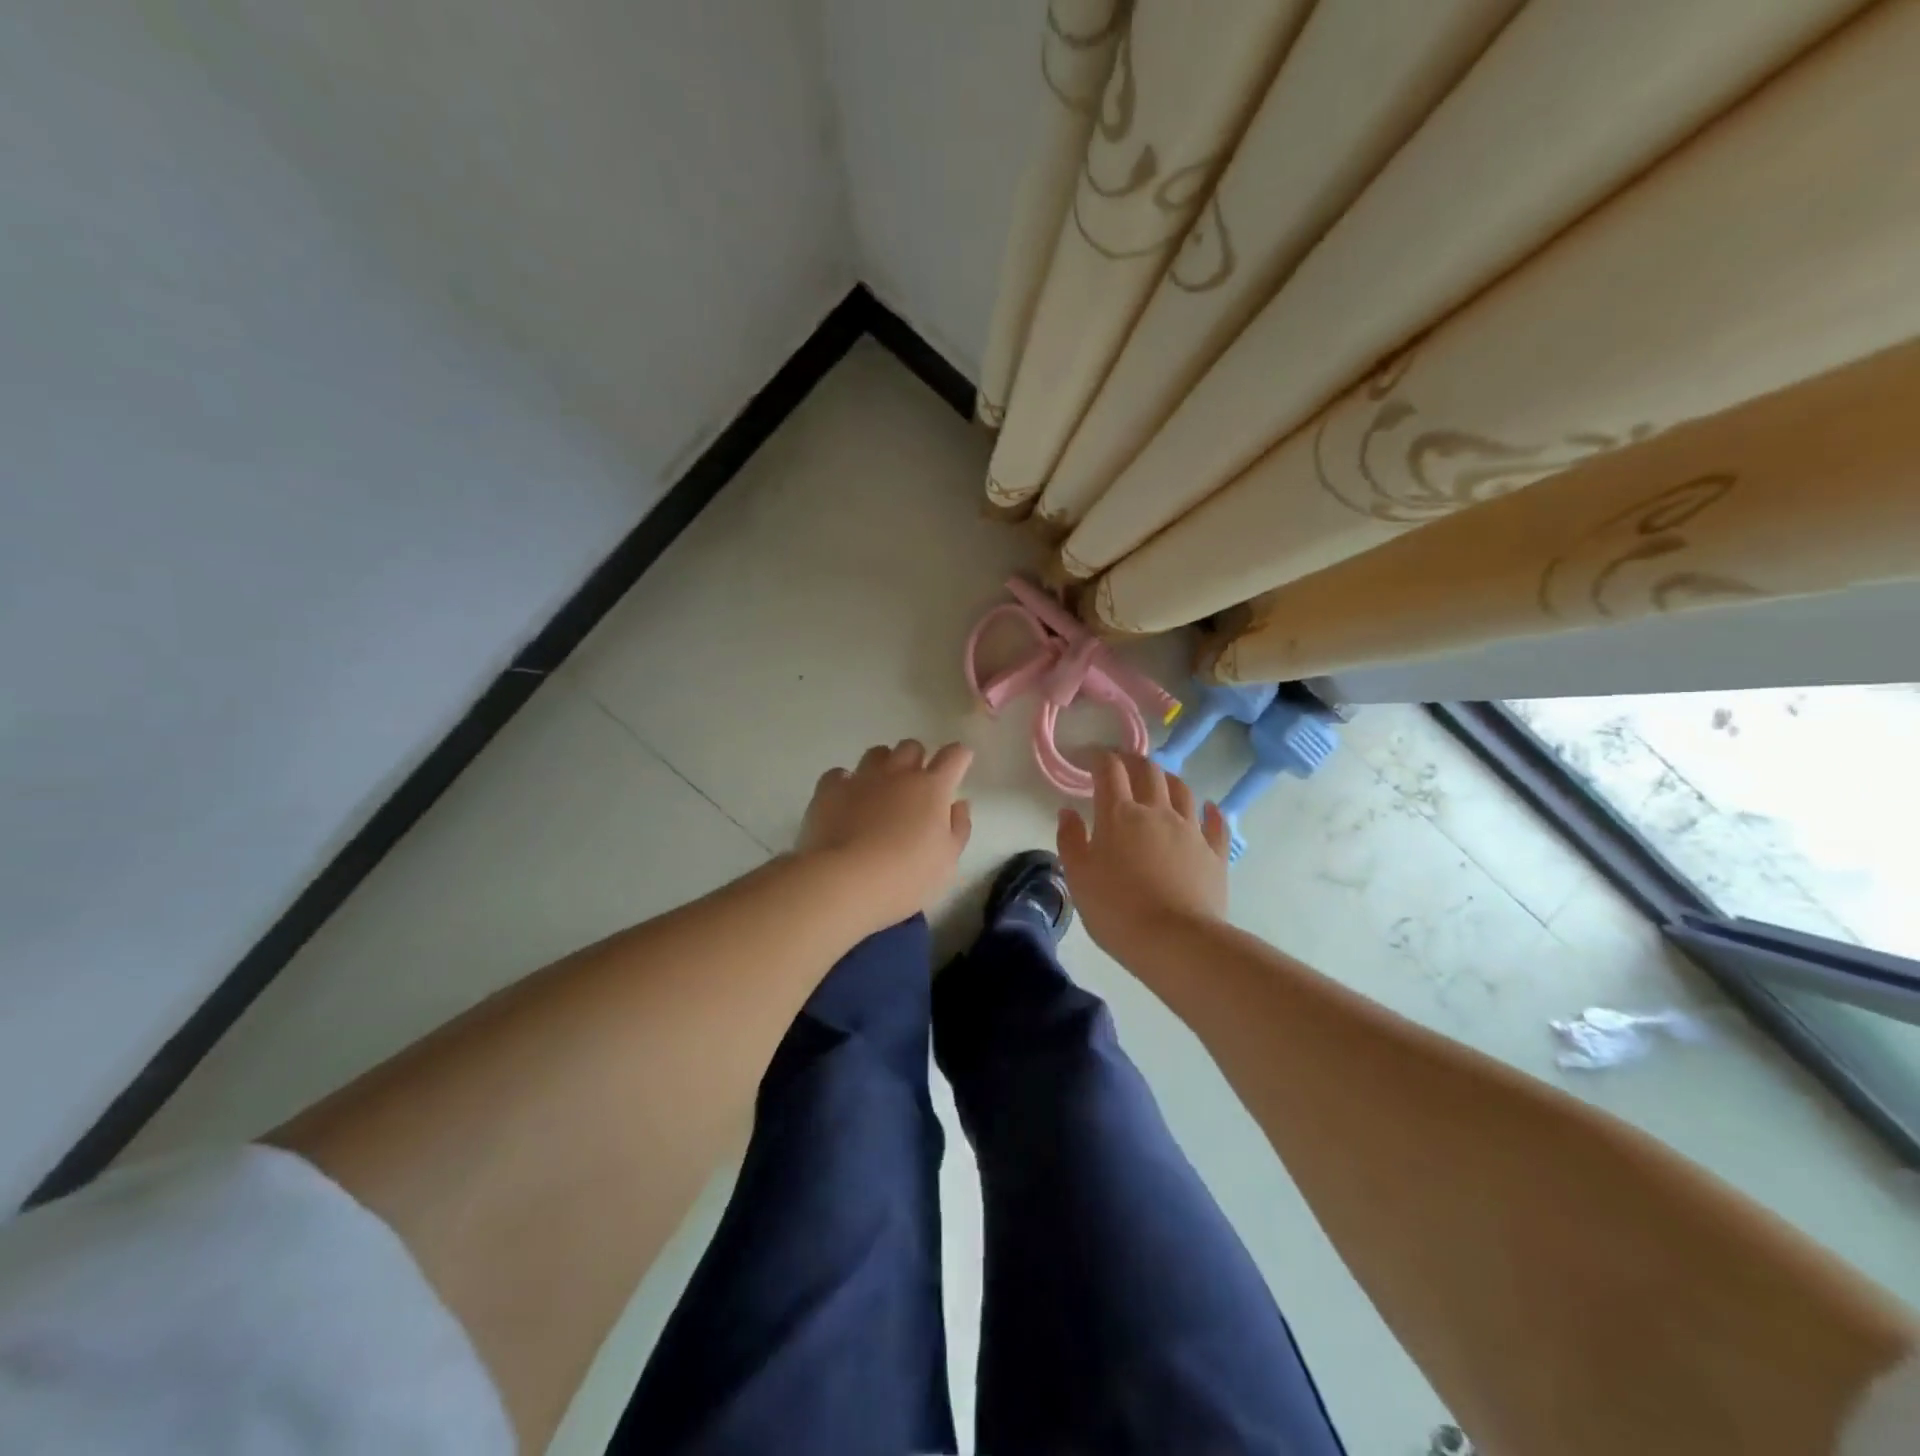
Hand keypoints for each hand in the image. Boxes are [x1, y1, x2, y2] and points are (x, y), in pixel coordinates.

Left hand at [799, 740, 973, 929]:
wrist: (845, 880)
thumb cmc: (906, 876)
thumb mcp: (947, 861)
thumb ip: (958, 828)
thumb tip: (958, 804)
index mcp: (932, 788)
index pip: (953, 756)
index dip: (960, 755)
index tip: (961, 761)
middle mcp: (898, 773)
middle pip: (911, 747)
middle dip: (917, 759)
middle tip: (916, 784)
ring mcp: (861, 778)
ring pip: (877, 753)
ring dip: (884, 764)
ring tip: (881, 788)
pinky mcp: (830, 790)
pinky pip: (839, 774)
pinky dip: (846, 782)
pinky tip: (847, 799)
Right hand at [1056, 752, 1228, 954]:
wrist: (1175, 941)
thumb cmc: (1116, 910)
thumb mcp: (1078, 876)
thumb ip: (1071, 840)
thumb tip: (1068, 812)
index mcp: (1119, 814)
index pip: (1109, 770)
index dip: (1098, 757)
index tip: (1089, 757)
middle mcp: (1157, 812)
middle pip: (1148, 771)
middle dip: (1133, 761)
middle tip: (1122, 764)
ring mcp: (1190, 830)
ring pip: (1182, 790)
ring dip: (1167, 779)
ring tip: (1159, 780)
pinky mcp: (1214, 853)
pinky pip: (1215, 823)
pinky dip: (1210, 811)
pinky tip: (1208, 808)